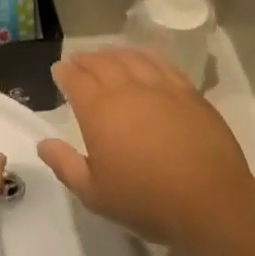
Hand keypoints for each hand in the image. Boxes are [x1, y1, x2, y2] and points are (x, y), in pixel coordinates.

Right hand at [37, 49, 254, 249]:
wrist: (210, 202)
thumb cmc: (145, 200)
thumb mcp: (94, 193)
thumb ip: (65, 165)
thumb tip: (44, 143)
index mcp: (98, 111)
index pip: (75, 79)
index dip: (64, 73)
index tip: (59, 71)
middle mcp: (127, 90)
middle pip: (101, 63)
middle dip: (85, 60)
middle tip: (78, 63)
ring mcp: (160, 87)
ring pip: (131, 58)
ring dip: (113, 54)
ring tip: (107, 57)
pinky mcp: (188, 92)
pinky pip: (161, 64)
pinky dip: (145, 57)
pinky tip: (143, 61)